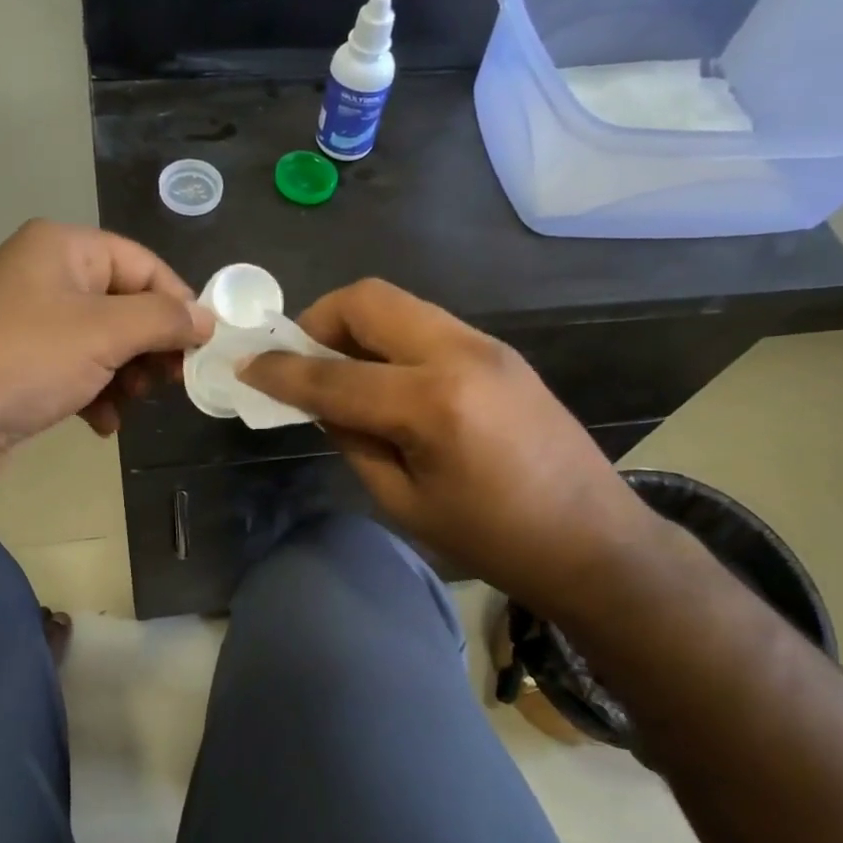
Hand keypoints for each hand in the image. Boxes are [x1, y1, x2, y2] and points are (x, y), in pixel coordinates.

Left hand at [0, 221, 213, 491]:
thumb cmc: (22, 360)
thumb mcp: (104, 333)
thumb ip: (164, 320)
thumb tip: (207, 317)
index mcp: (63, 248)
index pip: (143, 264)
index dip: (178, 303)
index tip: (201, 348)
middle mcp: (44, 276)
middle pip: (124, 305)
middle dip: (150, 347)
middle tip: (167, 383)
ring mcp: (27, 323)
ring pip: (103, 343)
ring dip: (126, 377)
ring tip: (129, 405)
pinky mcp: (18, 367)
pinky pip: (75, 371)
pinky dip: (95, 395)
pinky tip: (101, 424)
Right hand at [242, 279, 658, 607]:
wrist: (596, 542)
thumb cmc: (494, 540)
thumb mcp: (403, 501)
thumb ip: (352, 439)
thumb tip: (319, 401)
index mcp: (432, 404)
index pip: (333, 376)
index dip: (281, 372)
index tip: (247, 367)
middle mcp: (459, 354)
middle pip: (368, 300)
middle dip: (318, 320)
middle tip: (301, 360)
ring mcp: (485, 344)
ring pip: (398, 304)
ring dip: (355, 327)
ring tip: (339, 370)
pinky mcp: (499, 350)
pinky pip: (425, 324)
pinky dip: (389, 339)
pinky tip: (385, 379)